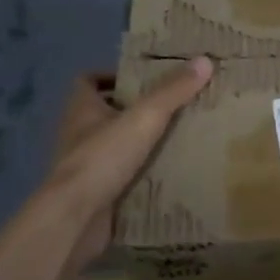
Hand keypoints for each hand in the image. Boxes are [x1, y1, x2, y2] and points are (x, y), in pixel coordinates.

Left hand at [42, 59, 212, 271]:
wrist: (75, 219)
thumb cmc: (102, 158)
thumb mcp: (143, 118)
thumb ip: (172, 91)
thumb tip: (204, 60)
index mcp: (81, 109)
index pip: (89, 81)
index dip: (114, 76)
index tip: (147, 79)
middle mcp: (78, 135)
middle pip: (106, 113)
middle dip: (136, 110)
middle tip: (175, 108)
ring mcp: (85, 167)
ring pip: (115, 147)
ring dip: (141, 144)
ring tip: (180, 140)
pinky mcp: (95, 195)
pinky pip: (121, 178)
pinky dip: (141, 176)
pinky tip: (170, 175)